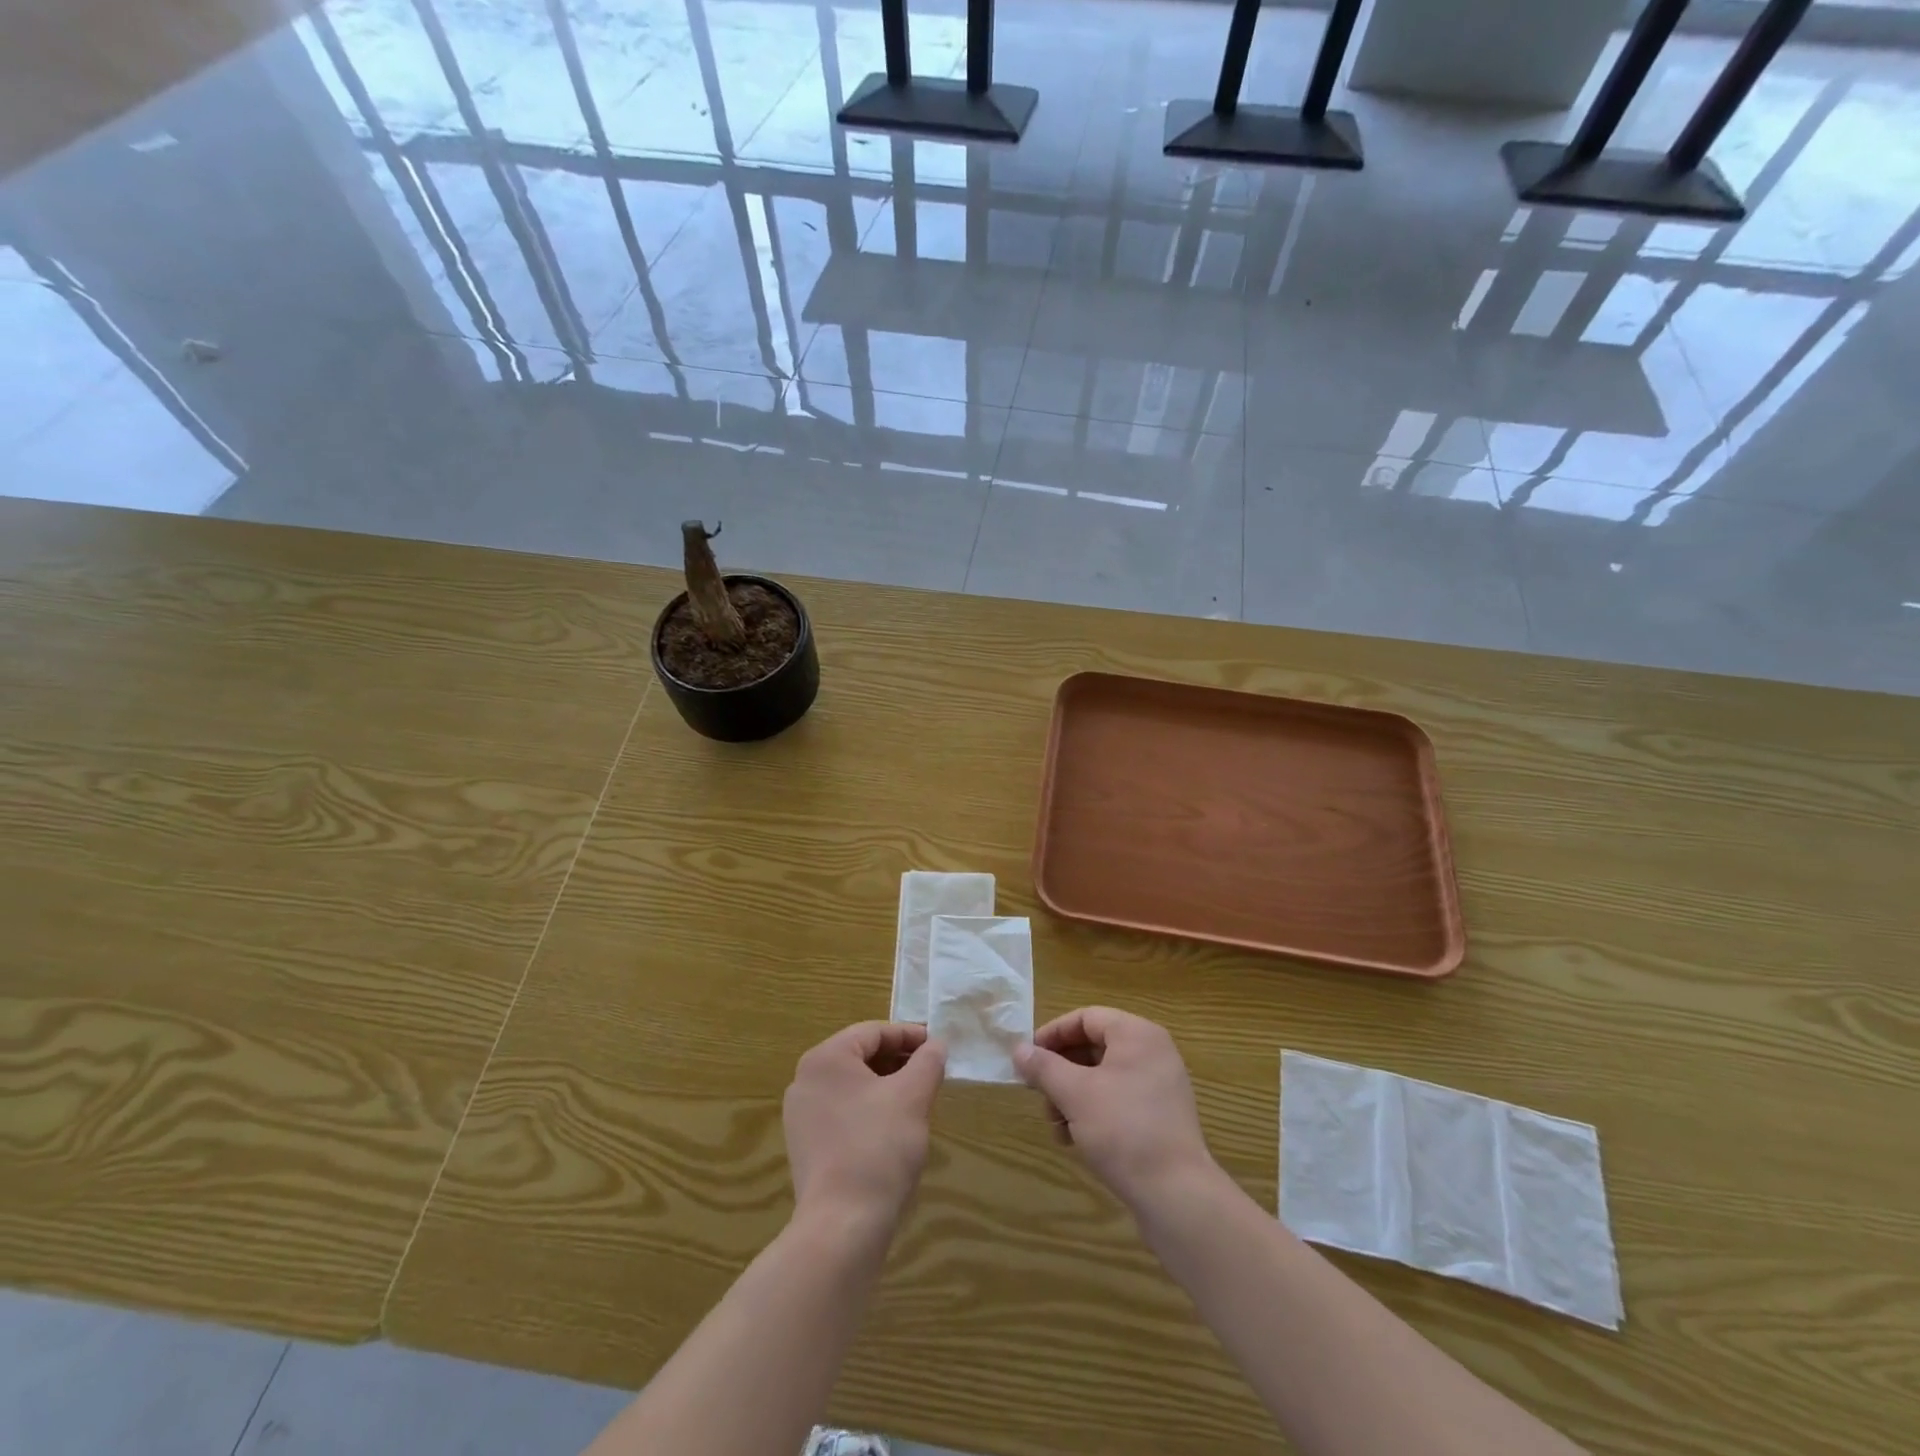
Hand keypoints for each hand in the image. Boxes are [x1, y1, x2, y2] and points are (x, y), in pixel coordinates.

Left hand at [783, 1022, 945, 1229]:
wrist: (842, 1226)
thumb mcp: (914, 1096)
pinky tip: (893, 1129)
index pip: (873, 1032)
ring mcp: (801, 1115)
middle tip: (930, 1071)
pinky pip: (842, 1112)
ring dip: (886, 1085)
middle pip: (860, 1056)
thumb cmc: (879, 1147)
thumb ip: (928, 1062)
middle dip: (898, 1061)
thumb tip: (936, 1045)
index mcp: (826, 1058)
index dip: (909, 1035)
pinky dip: (869, 1109)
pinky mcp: (805, 1146)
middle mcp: (805, 1080)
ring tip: (918, 1099)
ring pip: (852, 1085)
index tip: (938, 1046)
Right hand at [1014, 1007, 1215, 1213]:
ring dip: (1072, 1095)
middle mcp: (1152, 1052)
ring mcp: (1160, 1086)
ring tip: (1055, 1125)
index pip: (1086, 1017)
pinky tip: (1074, 1139)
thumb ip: (1044, 1067)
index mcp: (1137, 1034)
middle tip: (1039, 1094)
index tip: (1028, 1057)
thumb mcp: (1075, 1094)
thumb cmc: (1123, 1129)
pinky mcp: (1161, 1117)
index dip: (1053, 1033)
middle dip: (1061, 1071)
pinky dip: (1093, 1111)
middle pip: (1094, 1047)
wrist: (1176, 1195)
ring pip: (1103, 1077)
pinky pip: (1118, 1100)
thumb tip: (1019, 1050)